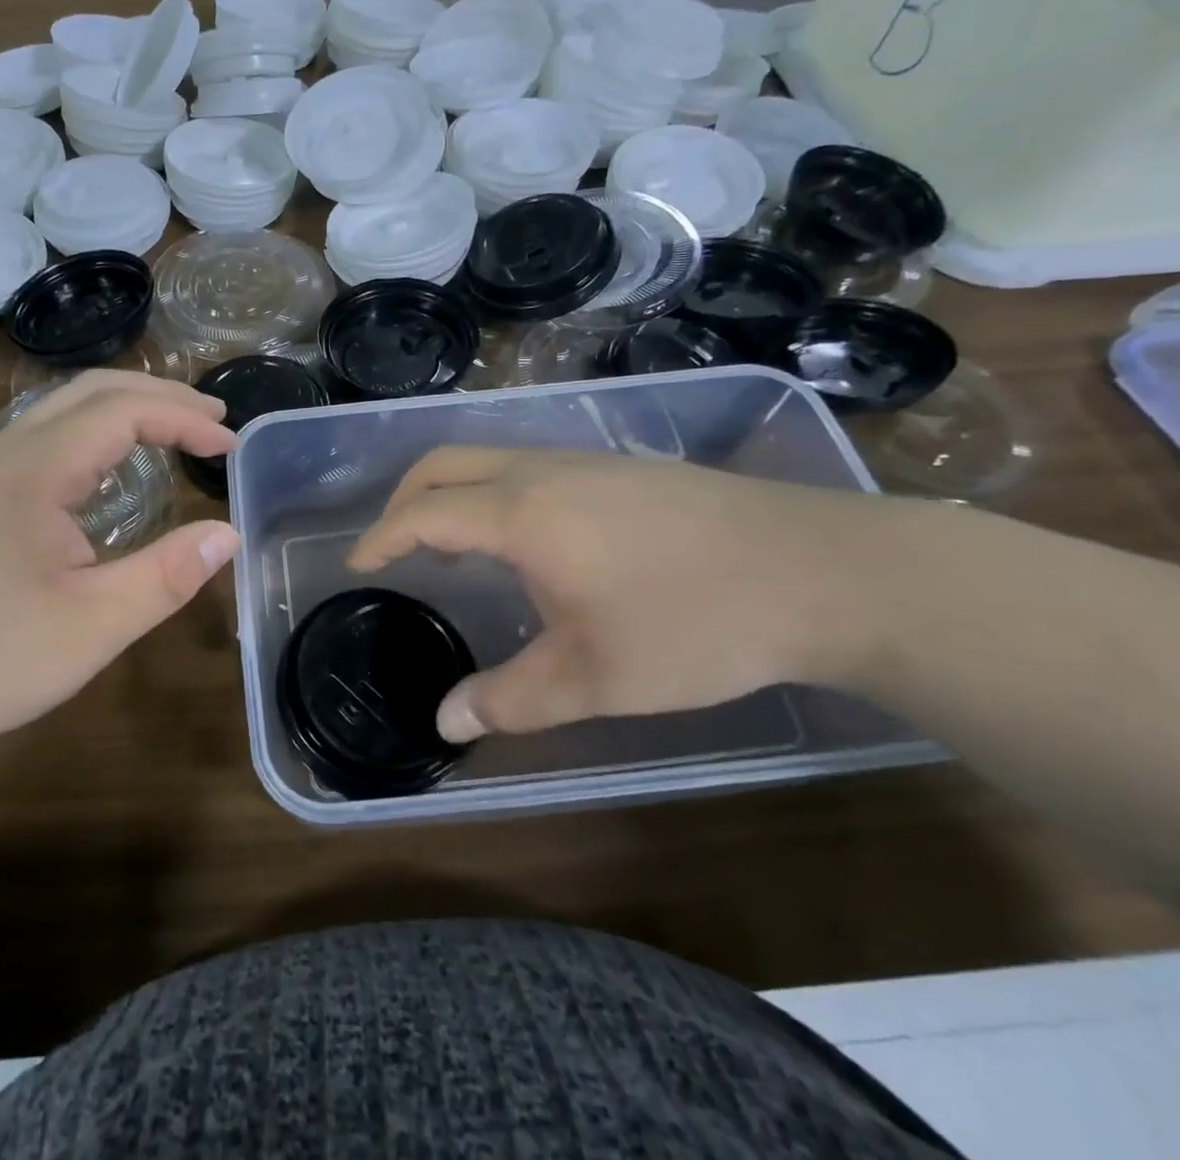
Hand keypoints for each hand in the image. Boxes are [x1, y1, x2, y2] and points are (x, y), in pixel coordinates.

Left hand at [0, 371, 238, 754]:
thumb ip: (167, 575)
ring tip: (171, 434)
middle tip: (212, 424)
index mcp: (35, 468)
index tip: (230, 446)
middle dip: (159, 397)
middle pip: (91, 392)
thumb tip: (229, 535)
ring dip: (123, 410)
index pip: (123, 411)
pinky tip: (105, 474)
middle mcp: (5, 454)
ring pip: (60, 411)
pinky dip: (92, 434)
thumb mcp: (93, 625)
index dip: (184, 419)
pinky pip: (41, 440)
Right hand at [346, 449, 893, 743]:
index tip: (358, 564)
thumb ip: (510, 699)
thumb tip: (447, 722)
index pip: (424, 513)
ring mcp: (584, 461)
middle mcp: (540, 471)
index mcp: (520, 513)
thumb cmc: (694, 622)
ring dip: (450, 492)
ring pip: (486, 457)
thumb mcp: (595, 677)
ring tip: (451, 548)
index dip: (382, 537)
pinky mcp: (620, 468)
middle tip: (391, 547)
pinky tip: (524, 539)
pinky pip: (525, 464)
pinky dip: (492, 492)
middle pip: (443, 463)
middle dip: (403, 499)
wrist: (821, 570)